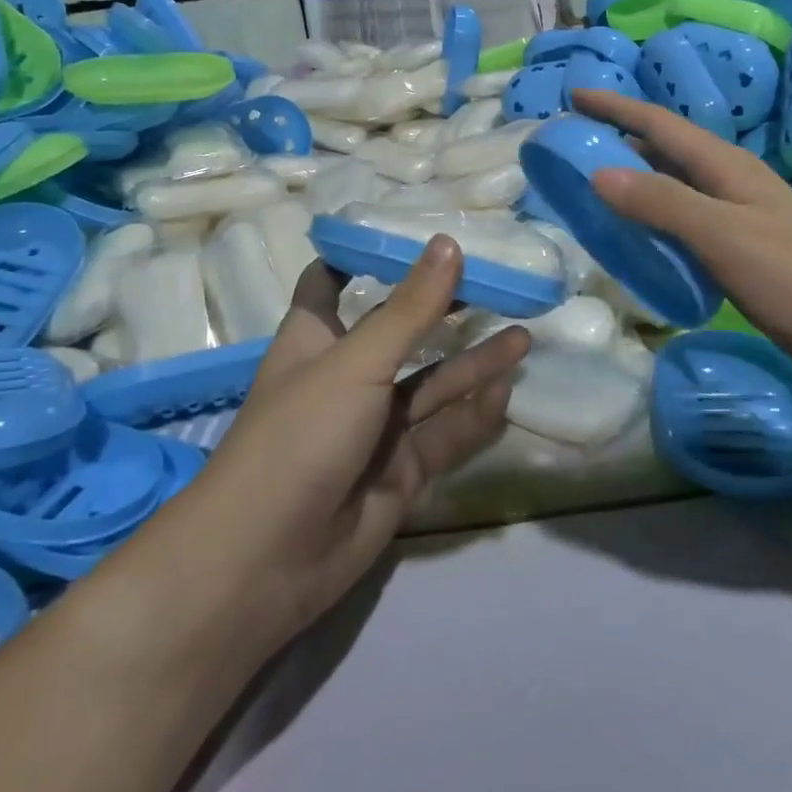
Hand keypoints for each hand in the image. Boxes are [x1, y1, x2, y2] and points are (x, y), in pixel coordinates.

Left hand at [191, 238, 530, 646]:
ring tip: (523, 338)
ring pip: (432, 386)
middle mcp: (347, 376)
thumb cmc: (299, 436)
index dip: (363, 255)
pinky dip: (472, 416)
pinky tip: (505, 394)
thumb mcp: (356, 363)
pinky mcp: (400, 470)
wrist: (267, 561)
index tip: (408, 231)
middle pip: (401, 332)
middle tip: (498, 286)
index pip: (332, 282)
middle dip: (443, 311)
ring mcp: (375, 426)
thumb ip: (409, 309)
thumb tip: (449, 243)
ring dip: (473, 365)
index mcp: (317, 338)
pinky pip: (443, 434)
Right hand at [570, 89, 791, 389]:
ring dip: (632, 176)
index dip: (615, 106)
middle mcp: (728, 180)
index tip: (573, 95)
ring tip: (589, 184)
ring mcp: (736, 214)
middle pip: (664, 148)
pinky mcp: (739, 247)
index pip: (658, 123)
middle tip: (571, 144)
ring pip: (672, 183)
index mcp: (724, 165)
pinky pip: (681, 218)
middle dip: (618, 137)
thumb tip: (598, 173)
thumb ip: (662, 202)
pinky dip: (651, 215)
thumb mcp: (722, 235)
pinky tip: (634, 234)